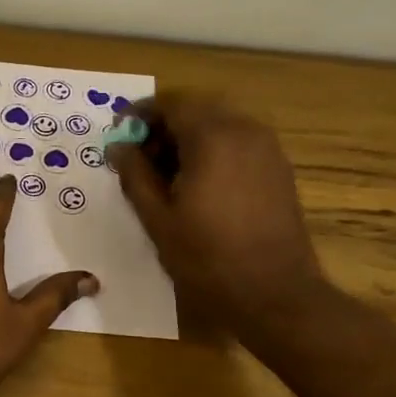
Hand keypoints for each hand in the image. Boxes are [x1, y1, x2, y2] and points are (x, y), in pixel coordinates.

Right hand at [113, 95, 329, 339]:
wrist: (273, 292)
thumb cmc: (206, 257)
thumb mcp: (157, 218)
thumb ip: (134, 175)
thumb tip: (118, 146)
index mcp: (212, 138)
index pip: (171, 104)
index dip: (140, 114)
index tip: (118, 134)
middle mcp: (244, 131)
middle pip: (197, 109)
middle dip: (164, 125)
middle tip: (138, 155)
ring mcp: (267, 149)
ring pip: (219, 124)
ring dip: (188, 138)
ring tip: (164, 173)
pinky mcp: (278, 169)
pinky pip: (238, 143)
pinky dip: (212, 150)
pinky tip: (196, 184)